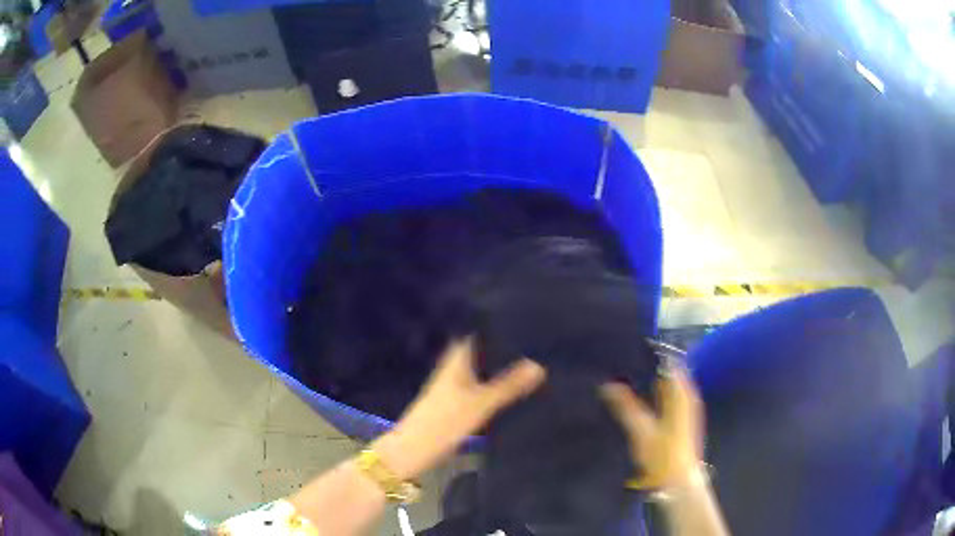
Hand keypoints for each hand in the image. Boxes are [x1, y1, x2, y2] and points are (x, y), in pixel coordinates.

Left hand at [373, 338, 545, 479]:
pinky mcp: (455, 402)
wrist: (415, 448)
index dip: (494, 325)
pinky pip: (478, 384)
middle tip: (531, 338)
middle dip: (500, 345)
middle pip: (479, 350)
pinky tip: (509, 386)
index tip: (519, 318)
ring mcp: (452, 385)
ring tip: (528, 357)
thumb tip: (539, 365)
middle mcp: (453, 368)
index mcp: (456, 360)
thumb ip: (509, 385)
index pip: (475, 333)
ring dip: (497, 364)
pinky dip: (492, 382)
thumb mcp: (481, 403)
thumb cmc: (445, 420)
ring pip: (479, 368)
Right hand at [601, 366, 703, 489]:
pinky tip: (636, 401)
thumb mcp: (641, 431)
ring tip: (623, 380)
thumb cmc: (663, 456)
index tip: (627, 352)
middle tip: (620, 366)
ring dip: (649, 383)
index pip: (668, 362)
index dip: (649, 355)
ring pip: (667, 385)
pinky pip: (668, 397)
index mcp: (681, 393)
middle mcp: (687, 395)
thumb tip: (608, 384)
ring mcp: (686, 407)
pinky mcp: (682, 418)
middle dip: (646, 369)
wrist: (679, 481)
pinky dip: (654, 394)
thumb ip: (625, 407)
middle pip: (668, 372)